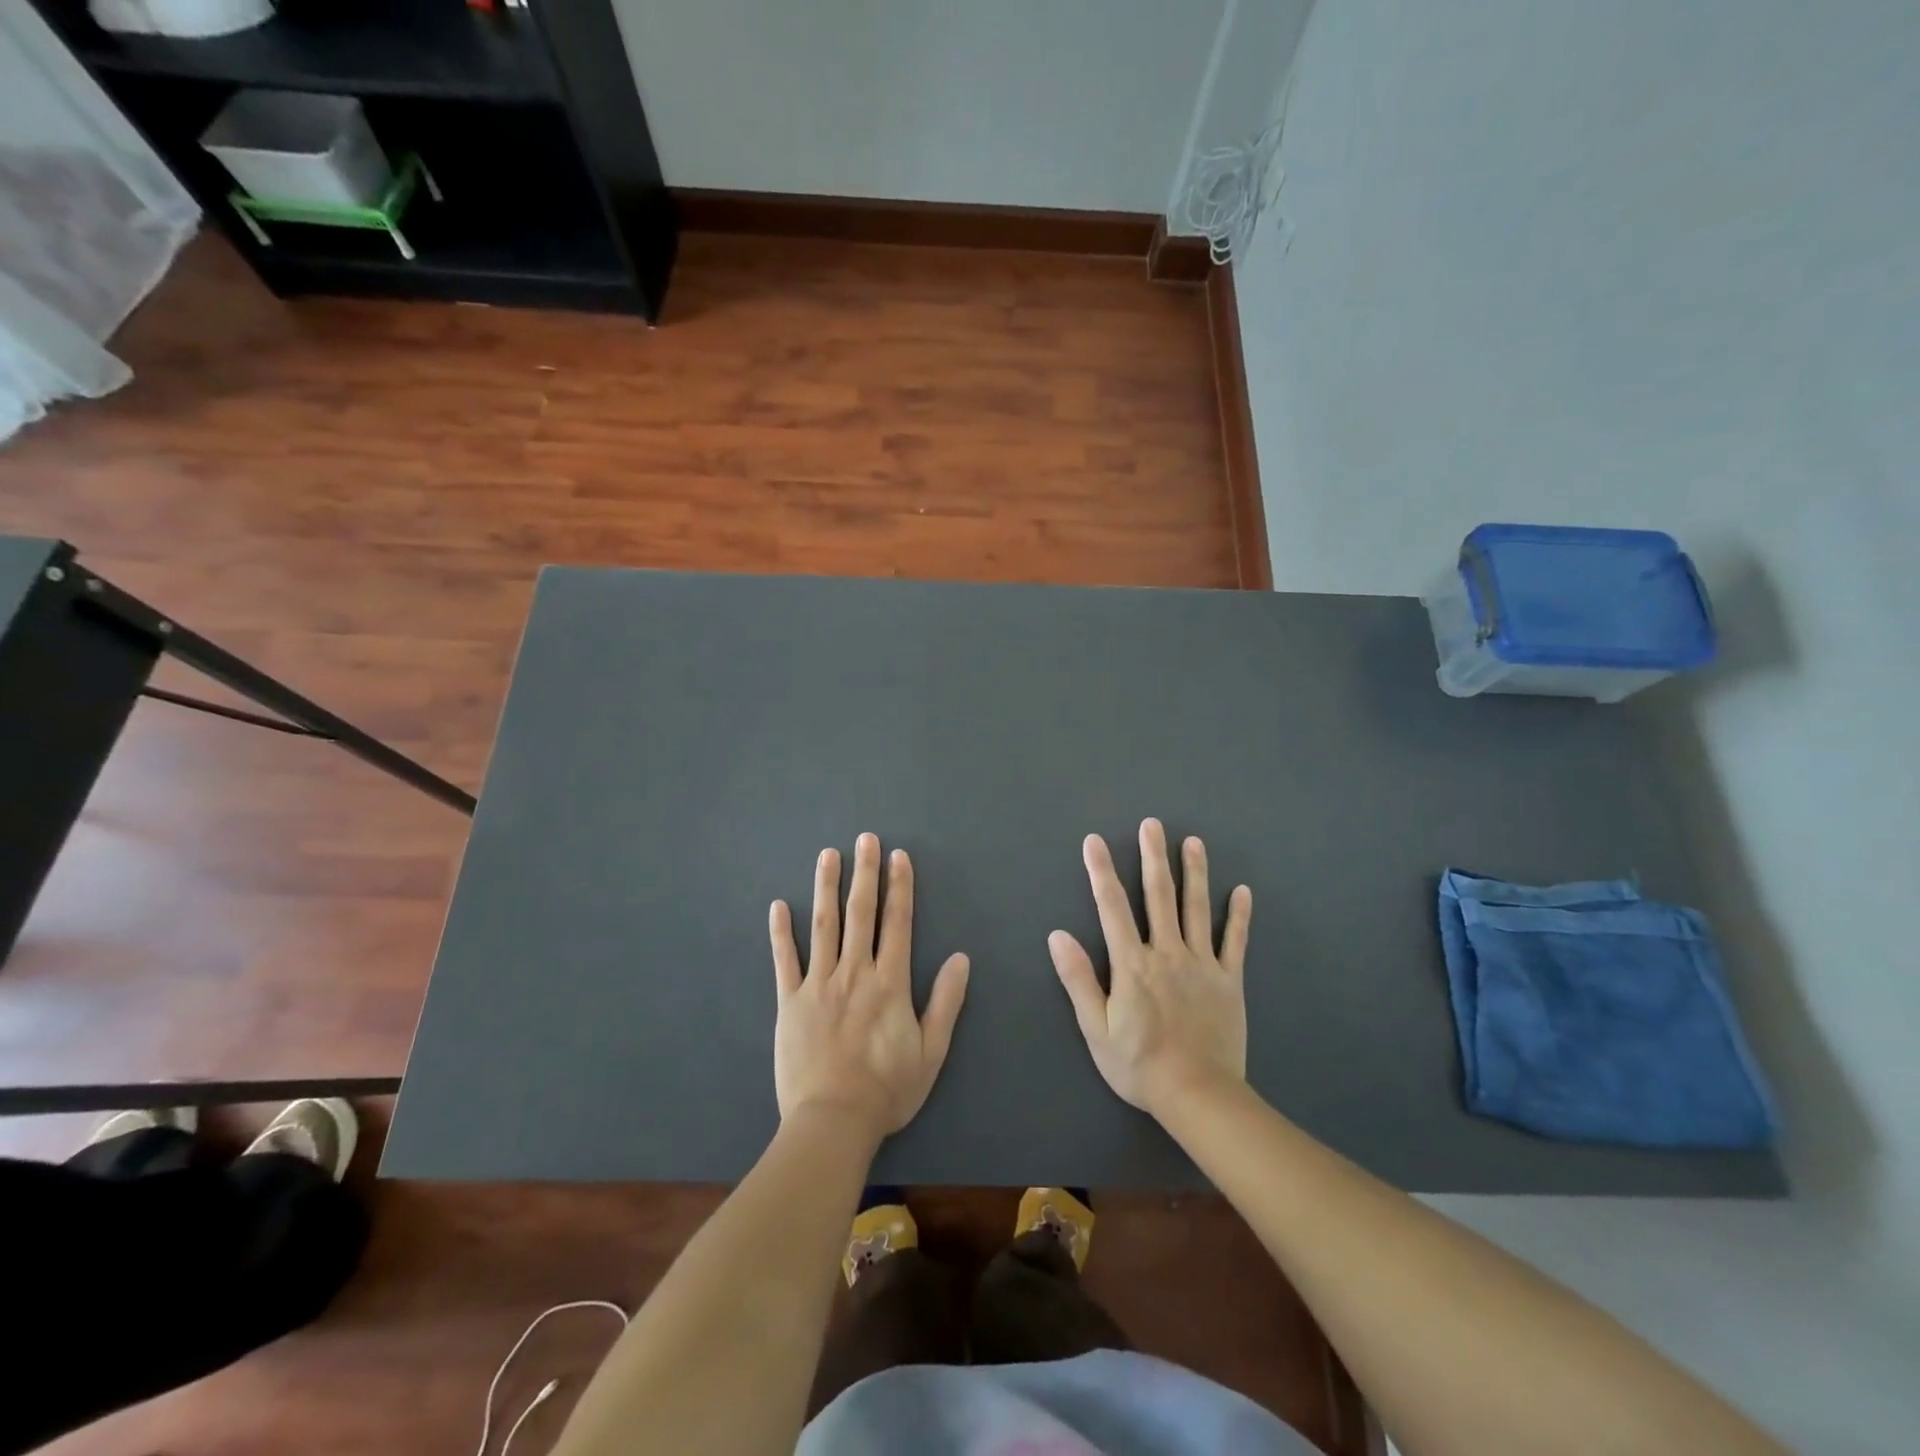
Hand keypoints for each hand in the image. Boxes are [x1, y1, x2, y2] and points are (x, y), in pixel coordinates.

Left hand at [769, 834, 970, 1143]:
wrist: (833, 1121)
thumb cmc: (887, 1089)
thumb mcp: (932, 1050)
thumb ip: (946, 1001)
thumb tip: (961, 958)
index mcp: (890, 982)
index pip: (897, 923)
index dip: (899, 887)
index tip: (898, 857)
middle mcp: (855, 972)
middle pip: (861, 914)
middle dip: (865, 873)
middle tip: (865, 839)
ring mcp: (819, 984)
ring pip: (823, 926)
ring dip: (826, 888)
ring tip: (828, 856)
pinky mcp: (790, 1002)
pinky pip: (784, 960)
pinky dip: (781, 932)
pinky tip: (779, 905)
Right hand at [1049, 818, 1251, 1117]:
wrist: (1198, 1095)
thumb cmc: (1138, 1064)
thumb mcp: (1095, 1028)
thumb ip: (1078, 978)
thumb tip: (1057, 935)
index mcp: (1132, 963)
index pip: (1112, 906)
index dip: (1101, 871)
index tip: (1095, 841)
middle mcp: (1167, 953)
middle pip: (1158, 895)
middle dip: (1153, 856)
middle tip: (1153, 824)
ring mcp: (1201, 964)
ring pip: (1197, 908)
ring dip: (1195, 872)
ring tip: (1193, 842)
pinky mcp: (1228, 980)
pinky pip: (1234, 942)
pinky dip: (1238, 915)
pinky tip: (1242, 890)